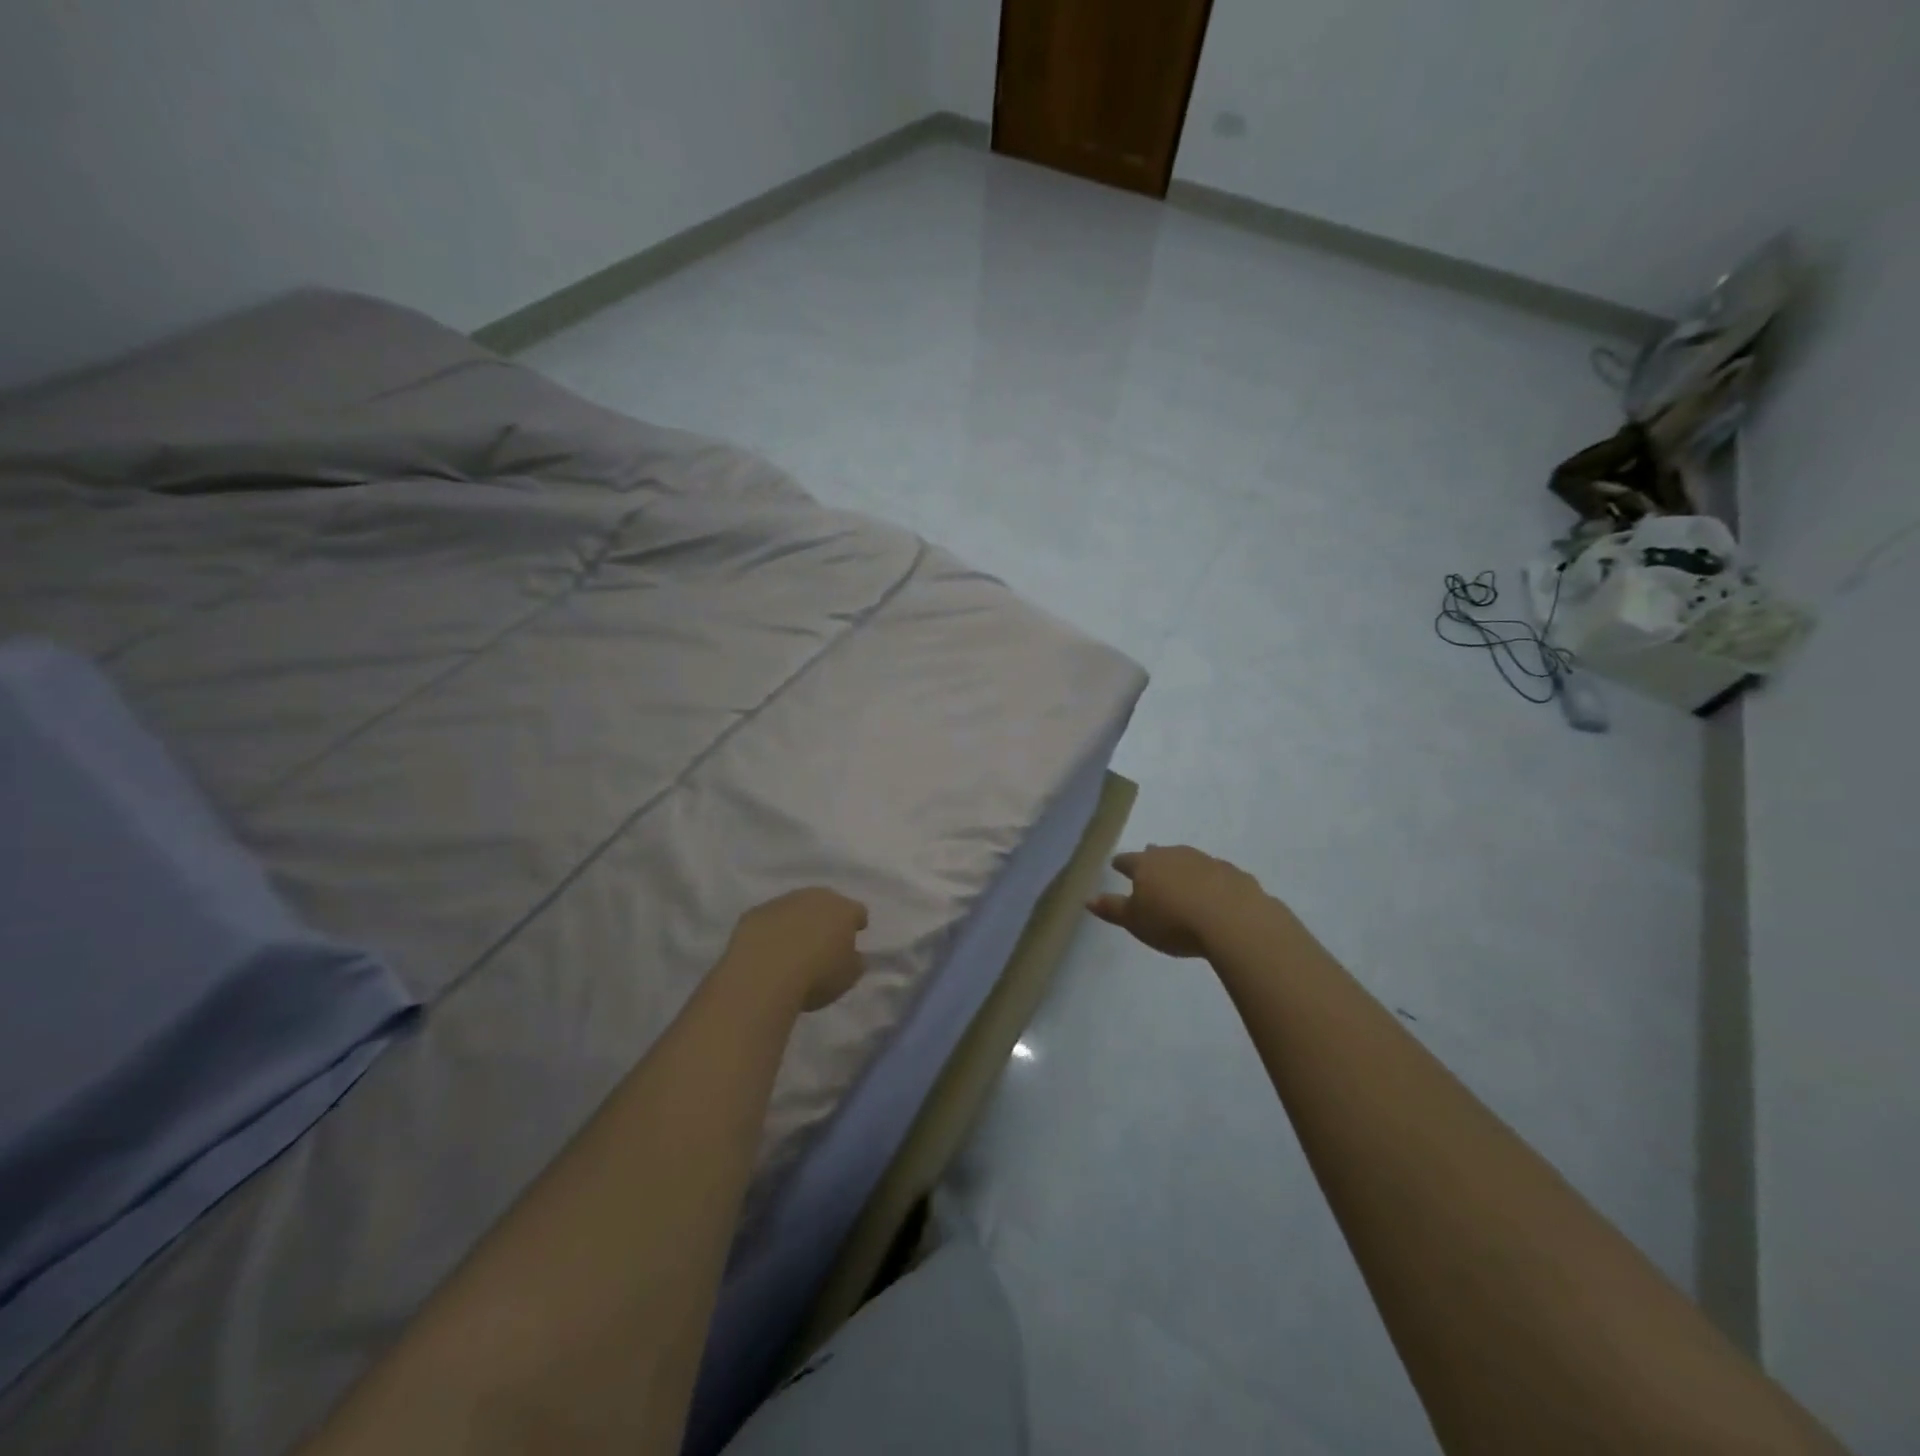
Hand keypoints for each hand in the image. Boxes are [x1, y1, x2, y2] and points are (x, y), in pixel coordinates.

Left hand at [728, 888, 869, 1011]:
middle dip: (826, 917)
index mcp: (843, 910)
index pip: (857, 911)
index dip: (856, 923)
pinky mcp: (755, 912)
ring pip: (796, 907)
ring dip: (797, 921)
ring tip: (792, 946)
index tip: (854, 935)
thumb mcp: (848, 977)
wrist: (762, 975)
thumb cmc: (815, 976)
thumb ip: (856, 962)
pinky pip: (769, 918)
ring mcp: (782, 902)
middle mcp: (815, 897)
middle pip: (826, 902)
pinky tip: (767, 949)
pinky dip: (771, 929)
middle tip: (823, 940)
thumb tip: (853, 955)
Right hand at [1088, 845, 1266, 958]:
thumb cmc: (1173, 921)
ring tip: (1182, 879)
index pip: (1127, 860)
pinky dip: (1211, 880)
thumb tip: (1087, 898)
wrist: (1233, 920)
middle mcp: (1175, 855)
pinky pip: (1216, 874)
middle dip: (1153, 858)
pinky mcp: (1234, 874)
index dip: (1120, 864)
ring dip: (1183, 868)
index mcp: (1146, 864)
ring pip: (1189, 860)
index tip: (1116, 865)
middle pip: (1159, 854)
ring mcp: (1207, 861)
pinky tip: (1215, 893)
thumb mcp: (1135, 921)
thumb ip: (1112, 909)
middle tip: (1150, 864)